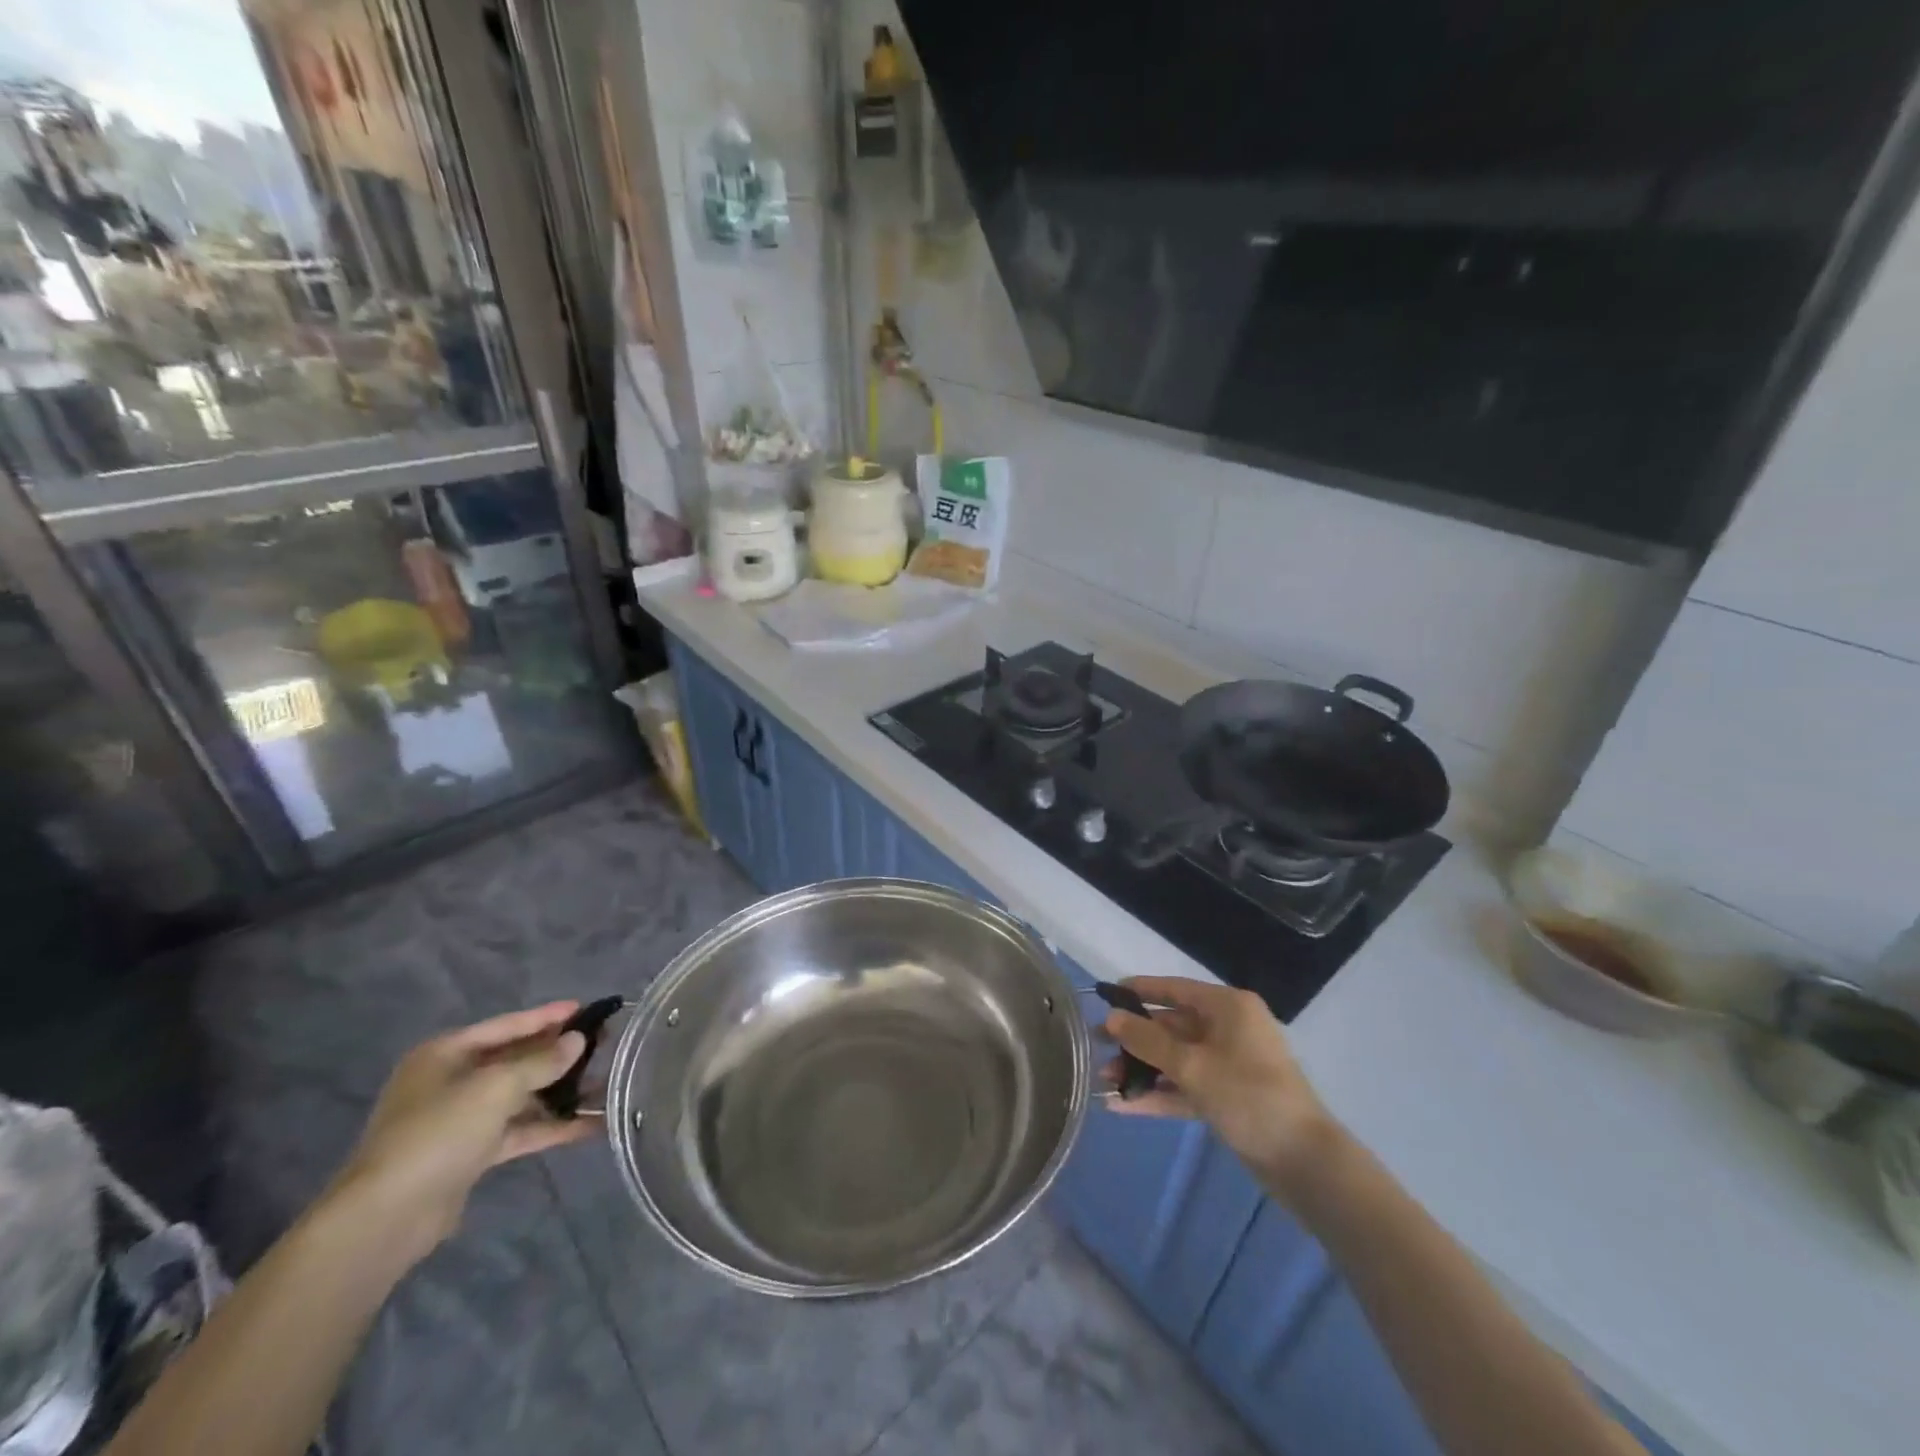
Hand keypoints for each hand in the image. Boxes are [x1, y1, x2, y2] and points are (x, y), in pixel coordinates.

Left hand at [330, 1002, 592, 1259]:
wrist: (386, 1218)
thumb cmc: (438, 1132)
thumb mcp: (496, 1087)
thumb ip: (541, 1061)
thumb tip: (577, 1040)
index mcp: (446, 1054)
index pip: (506, 1025)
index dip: (546, 1016)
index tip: (586, 1008)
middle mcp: (451, 1081)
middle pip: (515, 1059)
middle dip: (558, 1054)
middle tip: (603, 1043)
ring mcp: (460, 1119)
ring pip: (520, 1096)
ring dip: (560, 1092)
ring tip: (606, 1083)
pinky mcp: (470, 1154)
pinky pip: (518, 1130)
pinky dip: (550, 1126)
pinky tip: (591, 1125)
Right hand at [1103, 977, 1340, 1200]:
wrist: (1305, 1163)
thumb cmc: (1249, 1097)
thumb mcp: (1192, 1066)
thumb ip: (1148, 1041)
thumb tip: (1111, 1017)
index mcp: (1228, 1008)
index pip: (1175, 989)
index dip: (1139, 990)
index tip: (1105, 995)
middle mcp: (1229, 1029)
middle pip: (1172, 1026)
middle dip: (1134, 1039)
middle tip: (1095, 1045)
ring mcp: (1229, 1065)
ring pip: (1176, 1059)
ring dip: (1142, 1069)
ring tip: (1102, 1081)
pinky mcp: (1228, 1097)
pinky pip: (1186, 1086)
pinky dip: (1159, 1093)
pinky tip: (1123, 1106)